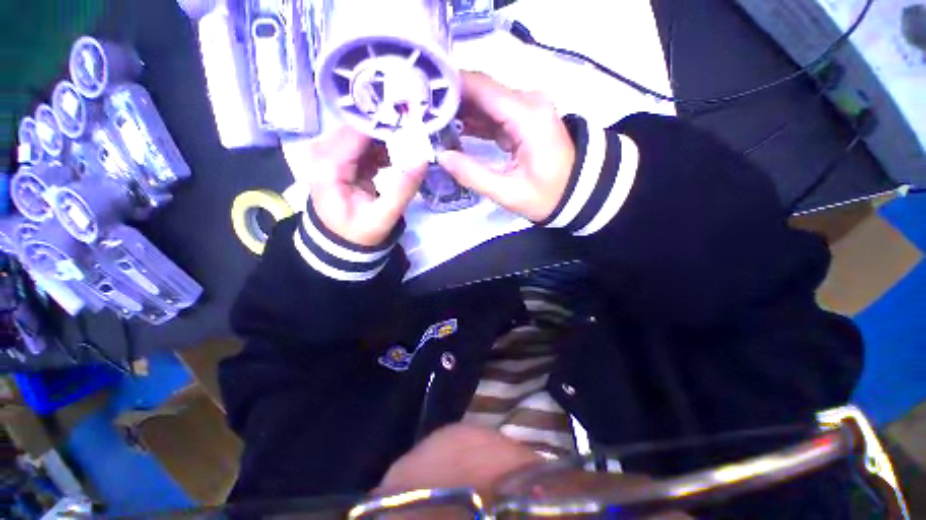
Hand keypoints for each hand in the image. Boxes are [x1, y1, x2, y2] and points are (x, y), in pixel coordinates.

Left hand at [309, 126, 425, 245]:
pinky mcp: (338, 159)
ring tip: (410, 147)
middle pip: (359, 129)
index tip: (413, 127)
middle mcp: (321, 153)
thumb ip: (402, 190)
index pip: (357, 132)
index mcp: (327, 166)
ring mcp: (327, 154)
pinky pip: (362, 144)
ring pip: (362, 134)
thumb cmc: (359, 233)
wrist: (341, 242)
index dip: (385, 126)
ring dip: (387, 140)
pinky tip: (397, 158)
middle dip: (388, 132)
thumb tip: (422, 160)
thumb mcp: (383, 217)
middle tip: (416, 136)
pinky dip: (381, 148)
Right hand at [437, 72, 575, 221]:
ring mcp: (528, 109)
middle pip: (481, 90)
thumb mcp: (508, 193)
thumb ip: (473, 175)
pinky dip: (474, 121)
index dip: (449, 89)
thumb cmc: (547, 197)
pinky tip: (454, 130)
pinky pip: (494, 113)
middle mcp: (528, 101)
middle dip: (451, 101)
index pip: (481, 87)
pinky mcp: (525, 119)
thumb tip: (442, 156)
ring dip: (460, 111)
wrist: (579, 194)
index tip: (422, 100)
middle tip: (423, 116)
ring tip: (432, 124)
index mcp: (527, 115)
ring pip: (486, 101)